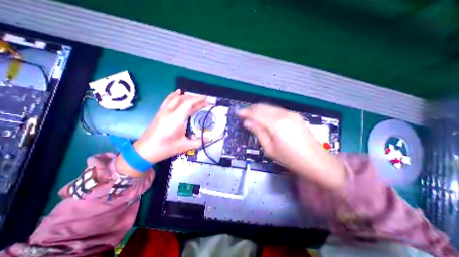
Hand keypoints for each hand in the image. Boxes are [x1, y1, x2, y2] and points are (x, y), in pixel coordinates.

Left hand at [116, 89, 208, 176]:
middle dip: (196, 99)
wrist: (145, 151)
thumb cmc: (165, 148)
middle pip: (183, 100)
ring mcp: (163, 112)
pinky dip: (174, 95)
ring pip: (176, 99)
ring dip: (187, 97)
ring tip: (196, 98)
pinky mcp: (160, 113)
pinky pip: (168, 100)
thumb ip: (198, 141)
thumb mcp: (184, 146)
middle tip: (205, 101)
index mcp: (176, 120)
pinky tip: (178, 92)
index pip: (188, 104)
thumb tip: (209, 138)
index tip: (207, 100)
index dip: (199, 100)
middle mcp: (169, 112)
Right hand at [238, 103, 345, 189]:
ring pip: (270, 106)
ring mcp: (291, 114)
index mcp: (276, 125)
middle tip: (244, 113)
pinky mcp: (295, 116)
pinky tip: (265, 116)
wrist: (315, 160)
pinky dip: (268, 111)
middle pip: (262, 107)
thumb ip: (258, 132)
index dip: (245, 112)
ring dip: (259, 109)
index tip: (239, 113)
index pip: (256, 113)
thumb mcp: (269, 148)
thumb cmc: (290, 158)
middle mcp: (283, 115)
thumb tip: (248, 123)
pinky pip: (277, 109)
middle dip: (251, 109)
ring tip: (252, 114)